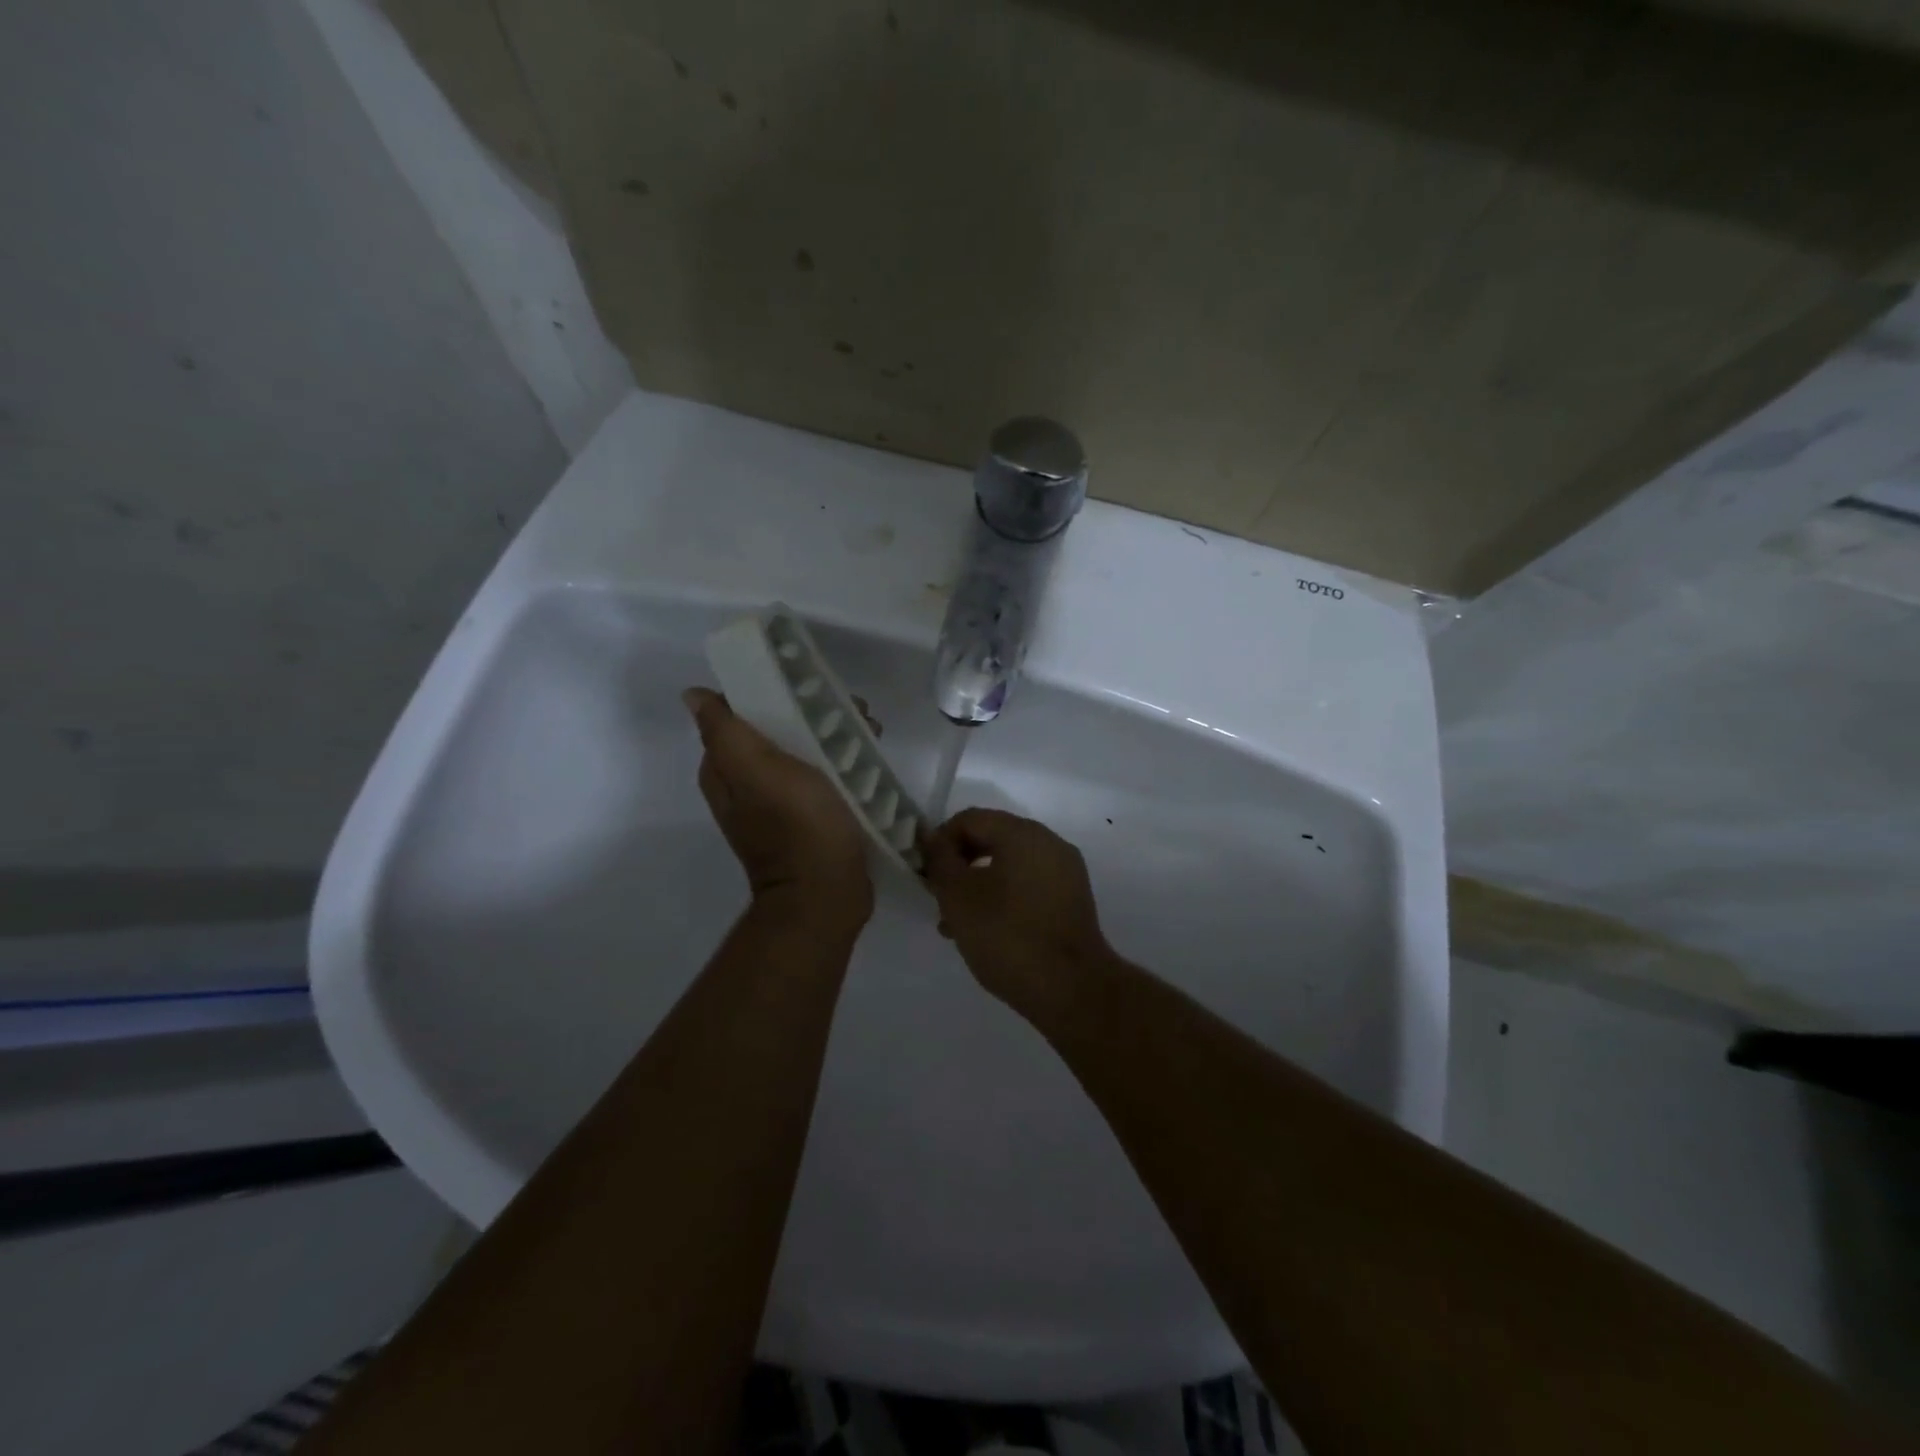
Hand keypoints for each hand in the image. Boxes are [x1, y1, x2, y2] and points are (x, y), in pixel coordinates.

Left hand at [684, 687, 872, 926]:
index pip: (738, 713)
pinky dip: (844, 761)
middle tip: (848, 709)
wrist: (827, 894)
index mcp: (726, 771)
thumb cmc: (797, 826)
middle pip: (776, 730)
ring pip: (804, 750)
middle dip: (810, 713)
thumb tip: (692, 695)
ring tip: (868, 729)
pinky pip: (824, 775)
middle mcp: (747, 785)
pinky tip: (868, 756)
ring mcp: (780, 803)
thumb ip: (725, 731)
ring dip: (833, 735)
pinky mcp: (812, 817)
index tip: (804, 685)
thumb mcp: (757, 771)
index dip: (769, 691)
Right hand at [920, 808, 1114, 1007]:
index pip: (970, 819)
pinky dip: (1003, 898)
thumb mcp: (959, 897)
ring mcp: (1066, 872)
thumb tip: (932, 838)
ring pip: (1008, 866)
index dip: (940, 842)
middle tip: (937, 899)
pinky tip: (986, 932)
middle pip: (991, 839)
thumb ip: (940, 861)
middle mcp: (1049, 843)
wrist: (1072, 990)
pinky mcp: (1072, 900)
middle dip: (959, 866)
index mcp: (1023, 833)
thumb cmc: (1008, 937)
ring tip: (955, 925)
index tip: (925, 876)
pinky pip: (1028, 886)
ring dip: (977, 886)